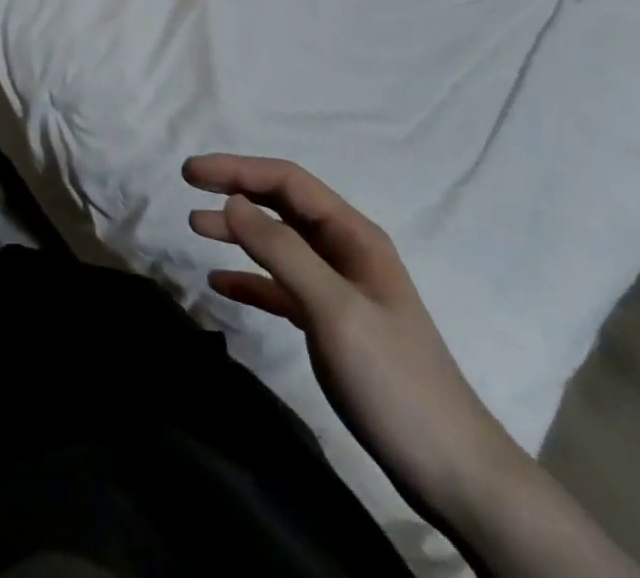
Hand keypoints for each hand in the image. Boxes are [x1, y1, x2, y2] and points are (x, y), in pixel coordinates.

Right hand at [183, 154, 521, 524]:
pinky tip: (220, 284)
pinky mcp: (330, 324)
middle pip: (281, 205)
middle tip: (188, 186)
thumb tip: (232, 201)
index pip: (287, 182)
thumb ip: (282, 252)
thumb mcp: (334, 310)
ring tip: (196, 227)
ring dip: (238, 231)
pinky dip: (250, 279)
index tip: (192, 171)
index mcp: (353, 235)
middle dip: (235, 189)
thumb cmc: (394, 380)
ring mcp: (338, 288)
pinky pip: (281, 287)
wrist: (451, 470)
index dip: (237, 169)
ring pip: (278, 244)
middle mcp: (344, 251)